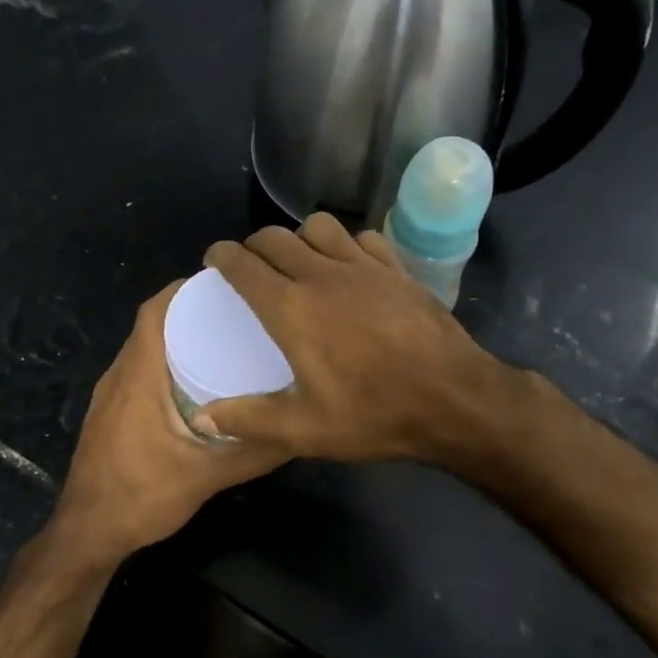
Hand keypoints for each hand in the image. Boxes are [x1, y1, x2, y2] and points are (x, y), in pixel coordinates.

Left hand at [48, 280, 290, 563]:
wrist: (87, 532)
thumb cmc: (141, 497)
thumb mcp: (206, 476)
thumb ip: (252, 452)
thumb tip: (298, 430)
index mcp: (138, 378)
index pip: (154, 313)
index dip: (183, 291)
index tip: (223, 285)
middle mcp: (118, 377)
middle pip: (150, 327)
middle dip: (189, 314)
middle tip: (236, 315)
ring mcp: (109, 397)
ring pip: (143, 351)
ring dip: (176, 341)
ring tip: (222, 343)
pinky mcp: (108, 415)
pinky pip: (138, 374)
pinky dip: (165, 366)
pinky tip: (195, 387)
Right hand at [199, 214, 504, 462]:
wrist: (455, 400)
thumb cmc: (375, 414)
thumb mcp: (304, 430)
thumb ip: (249, 419)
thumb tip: (203, 417)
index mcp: (292, 309)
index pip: (244, 265)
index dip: (222, 257)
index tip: (214, 260)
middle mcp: (323, 275)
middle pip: (275, 238)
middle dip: (254, 245)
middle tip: (251, 267)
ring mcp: (365, 267)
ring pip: (319, 227)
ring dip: (299, 238)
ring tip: (299, 262)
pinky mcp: (397, 269)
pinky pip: (362, 238)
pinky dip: (345, 245)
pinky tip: (349, 267)